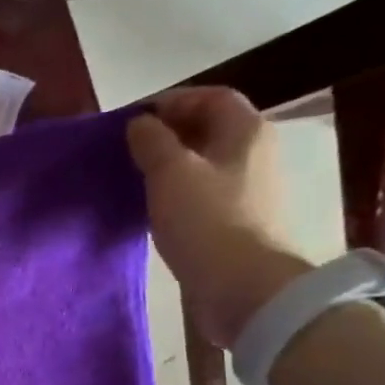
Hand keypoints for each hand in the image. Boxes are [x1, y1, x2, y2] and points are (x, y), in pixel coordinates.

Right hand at [126, 87, 312, 346]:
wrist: (242, 287)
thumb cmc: (206, 220)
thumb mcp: (170, 172)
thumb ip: (152, 141)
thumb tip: (140, 124)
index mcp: (245, 131)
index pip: (211, 97)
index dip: (172, 101)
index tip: (134, 120)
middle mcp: (255, 153)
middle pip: (210, 129)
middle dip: (169, 133)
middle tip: (130, 149)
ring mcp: (250, 190)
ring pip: (205, 163)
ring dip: (171, 165)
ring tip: (136, 178)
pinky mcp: (239, 221)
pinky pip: (205, 193)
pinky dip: (178, 192)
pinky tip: (155, 207)